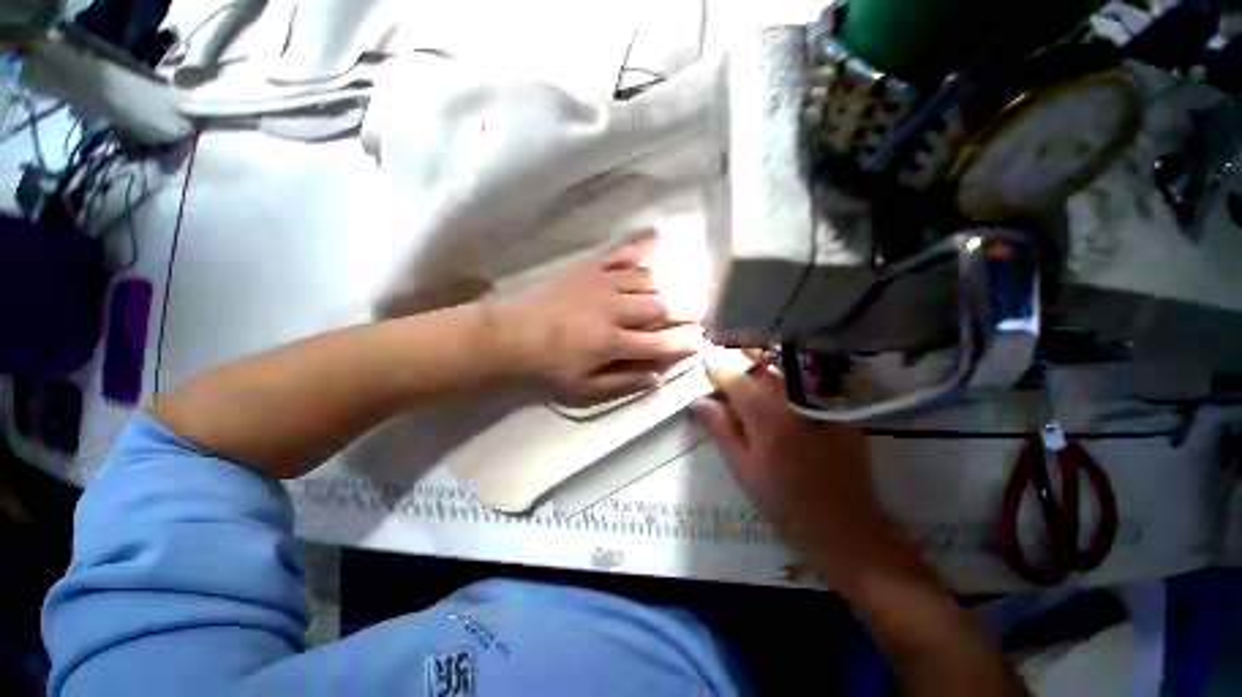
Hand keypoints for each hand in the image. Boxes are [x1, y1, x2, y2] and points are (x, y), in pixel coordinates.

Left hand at [493, 234, 703, 402]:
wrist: (514, 334)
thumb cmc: (551, 365)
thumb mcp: (585, 388)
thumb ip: (623, 382)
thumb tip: (658, 375)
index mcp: (612, 342)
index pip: (660, 342)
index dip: (685, 341)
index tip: (701, 339)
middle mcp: (614, 310)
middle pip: (661, 306)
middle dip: (686, 310)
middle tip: (701, 312)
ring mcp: (603, 284)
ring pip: (648, 280)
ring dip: (669, 286)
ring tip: (680, 290)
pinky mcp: (591, 268)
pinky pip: (622, 253)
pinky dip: (642, 246)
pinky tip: (658, 238)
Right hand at [693, 349, 891, 584]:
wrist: (846, 529)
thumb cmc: (785, 503)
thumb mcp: (743, 469)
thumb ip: (721, 429)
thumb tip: (699, 400)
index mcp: (767, 418)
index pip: (735, 377)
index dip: (716, 367)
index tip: (706, 365)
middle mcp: (795, 401)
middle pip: (762, 364)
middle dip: (740, 359)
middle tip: (727, 368)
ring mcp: (821, 402)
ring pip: (784, 369)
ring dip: (763, 366)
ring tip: (749, 376)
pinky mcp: (840, 408)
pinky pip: (807, 381)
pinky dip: (787, 378)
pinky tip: (779, 391)